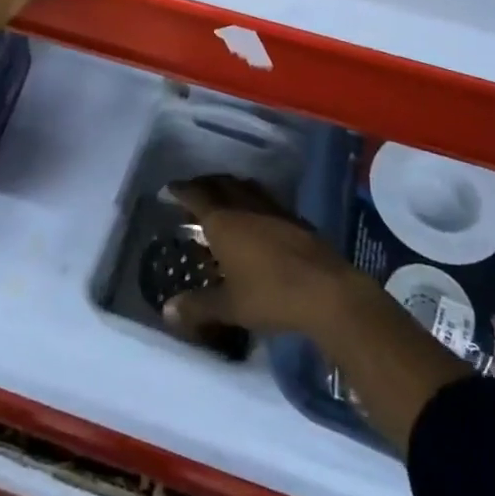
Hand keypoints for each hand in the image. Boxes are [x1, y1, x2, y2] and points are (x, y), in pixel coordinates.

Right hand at [162, 175, 363, 340]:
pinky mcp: (295, 218)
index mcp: (224, 221)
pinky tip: (256, 216)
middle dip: (204, 184)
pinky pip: (265, 199)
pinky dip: (252, 199)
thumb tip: (167, 311)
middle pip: (221, 184)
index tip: (170, 188)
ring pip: (245, 187)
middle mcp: (246, 206)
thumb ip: (198, 306)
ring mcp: (273, 209)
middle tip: (194, 192)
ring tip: (222, 197)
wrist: (327, 291)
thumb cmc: (271, 295)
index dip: (181, 190)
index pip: (196, 195)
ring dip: (230, 188)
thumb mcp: (230, 306)